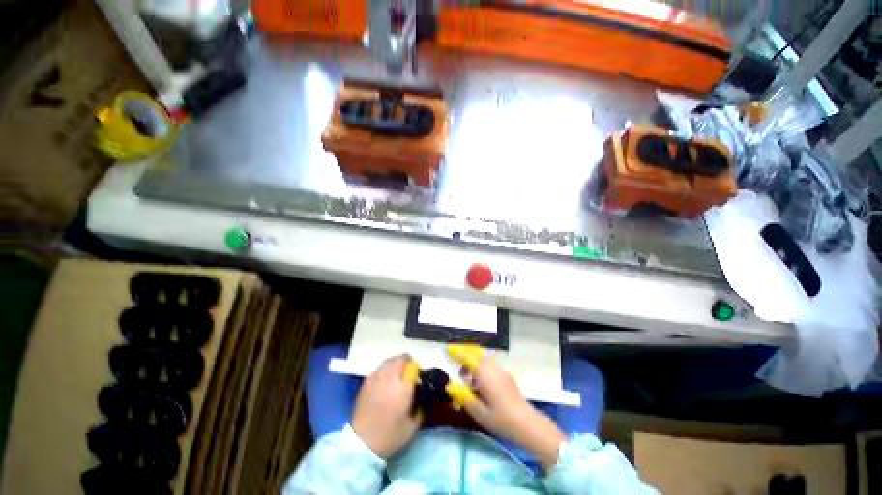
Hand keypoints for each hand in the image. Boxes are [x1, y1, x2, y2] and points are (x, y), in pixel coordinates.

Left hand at [351, 355, 419, 458]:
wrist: (362, 443)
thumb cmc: (390, 435)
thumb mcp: (412, 426)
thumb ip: (419, 409)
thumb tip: (420, 400)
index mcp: (403, 387)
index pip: (413, 366)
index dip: (416, 369)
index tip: (417, 376)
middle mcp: (390, 377)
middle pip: (400, 359)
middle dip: (406, 362)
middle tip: (408, 373)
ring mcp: (376, 378)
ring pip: (388, 361)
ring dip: (395, 364)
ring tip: (396, 376)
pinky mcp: (366, 382)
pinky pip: (379, 369)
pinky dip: (384, 370)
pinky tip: (384, 382)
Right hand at [461, 354, 565, 468]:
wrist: (527, 423)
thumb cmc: (501, 419)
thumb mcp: (479, 412)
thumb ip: (464, 397)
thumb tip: (450, 387)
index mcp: (484, 374)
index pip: (468, 357)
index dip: (458, 352)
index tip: (449, 350)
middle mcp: (493, 369)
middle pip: (478, 356)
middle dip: (468, 361)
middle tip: (462, 375)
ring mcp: (502, 372)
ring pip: (485, 361)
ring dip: (476, 367)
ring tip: (473, 385)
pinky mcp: (508, 377)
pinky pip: (492, 368)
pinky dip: (484, 371)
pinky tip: (485, 389)